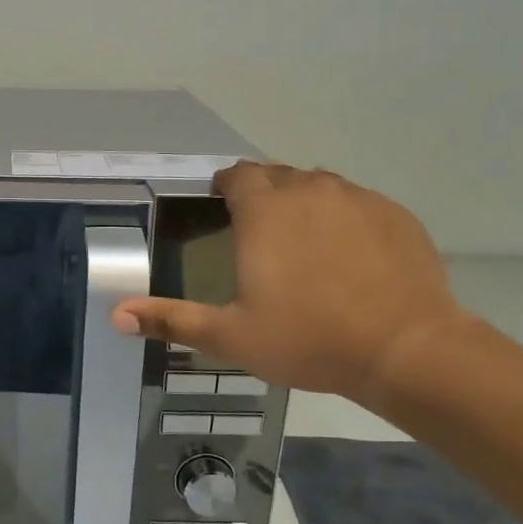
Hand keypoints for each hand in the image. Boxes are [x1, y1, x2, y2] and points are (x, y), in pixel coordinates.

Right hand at [112, 163, 469, 402]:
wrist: (406, 349)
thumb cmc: (308, 338)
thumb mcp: (230, 335)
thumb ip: (171, 319)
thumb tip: (116, 315)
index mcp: (264, 211)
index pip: (238, 175)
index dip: (226, 186)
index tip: (222, 204)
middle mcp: (309, 190)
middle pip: (278, 174)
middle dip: (263, 192)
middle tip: (257, 230)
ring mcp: (358, 198)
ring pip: (319, 185)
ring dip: (303, 200)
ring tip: (301, 239)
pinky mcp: (395, 214)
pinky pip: (358, 202)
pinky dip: (344, 216)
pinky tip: (348, 254)